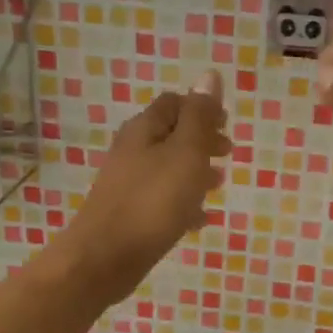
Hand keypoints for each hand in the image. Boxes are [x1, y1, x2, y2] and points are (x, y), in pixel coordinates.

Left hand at [60, 72, 229, 302]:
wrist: (104, 258)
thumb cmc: (152, 202)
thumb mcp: (185, 154)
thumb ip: (199, 116)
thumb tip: (209, 74)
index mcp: (145, 129)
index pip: (174, 103)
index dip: (202, 109)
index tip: (227, 125)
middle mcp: (132, 150)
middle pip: (171, 135)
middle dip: (201, 141)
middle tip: (228, 154)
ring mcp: (128, 183)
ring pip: (168, 168)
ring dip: (195, 172)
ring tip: (219, 185)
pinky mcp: (129, 213)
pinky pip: (161, 200)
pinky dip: (183, 203)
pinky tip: (200, 219)